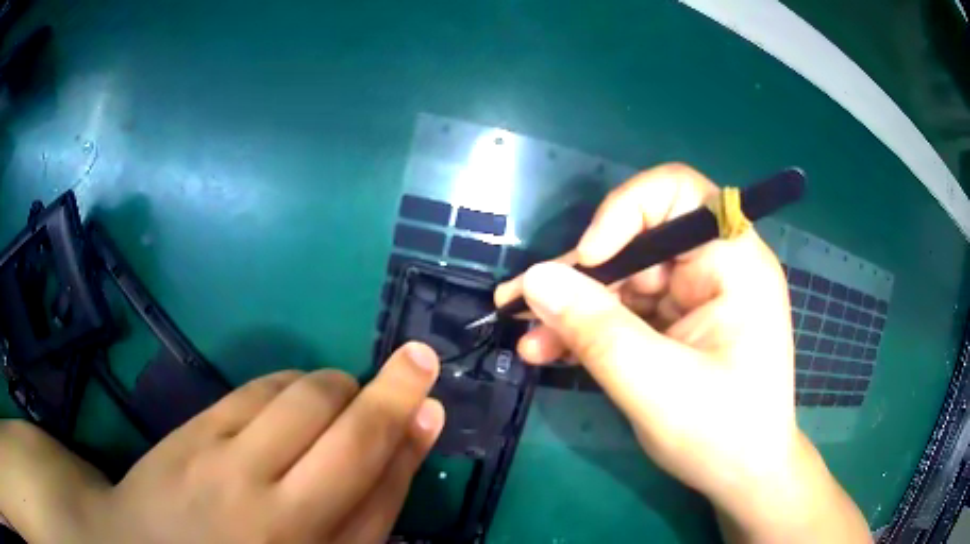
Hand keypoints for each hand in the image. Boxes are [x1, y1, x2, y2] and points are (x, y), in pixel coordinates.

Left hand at [0, 342, 444, 543]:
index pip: (379, 485)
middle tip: (417, 362)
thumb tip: (401, 445)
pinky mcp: (195, 429)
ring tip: (340, 398)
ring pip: (304, 396)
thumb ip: (361, 512)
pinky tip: (292, 398)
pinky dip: (290, 384)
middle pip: (348, 433)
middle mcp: (274, 509)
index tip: (433, 396)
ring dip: (337, 387)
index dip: (410, 434)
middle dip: (390, 390)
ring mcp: (225, 461)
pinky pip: (258, 389)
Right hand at [497, 164, 869, 541]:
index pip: (678, 192)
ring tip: (526, 336)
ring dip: (573, 307)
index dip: (626, 211)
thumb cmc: (722, 435)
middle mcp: (716, 268)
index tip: (591, 259)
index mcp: (735, 263)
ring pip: (623, 280)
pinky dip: (588, 329)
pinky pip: (625, 312)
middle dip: (580, 275)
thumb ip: (597, 330)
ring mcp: (694, 298)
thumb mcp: (657, 386)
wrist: (742, 478)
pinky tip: (550, 349)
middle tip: (522, 304)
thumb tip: (536, 278)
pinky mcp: (676, 325)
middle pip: (638, 241)